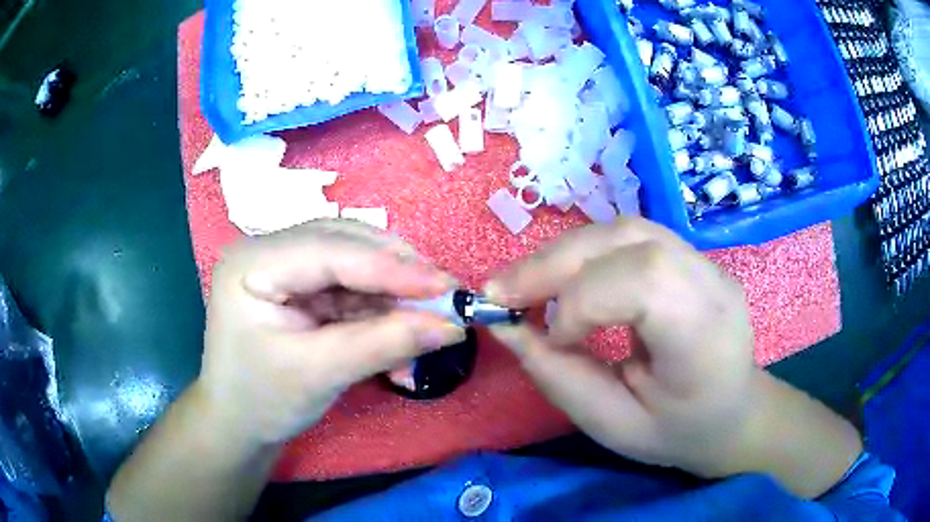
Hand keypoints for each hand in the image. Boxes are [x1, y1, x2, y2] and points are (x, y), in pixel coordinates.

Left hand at [198, 220, 465, 446]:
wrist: (239, 422)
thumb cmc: (263, 400)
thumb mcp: (320, 375)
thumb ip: (384, 345)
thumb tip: (451, 326)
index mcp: (253, 263)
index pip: (330, 250)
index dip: (391, 267)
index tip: (446, 287)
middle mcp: (269, 250)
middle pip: (346, 244)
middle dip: (397, 274)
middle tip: (444, 300)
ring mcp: (286, 265)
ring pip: (356, 263)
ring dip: (394, 296)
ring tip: (426, 327)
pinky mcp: (302, 285)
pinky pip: (353, 287)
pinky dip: (381, 311)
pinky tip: (400, 338)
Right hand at [486, 218, 818, 481]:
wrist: (733, 414)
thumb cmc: (678, 432)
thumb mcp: (615, 426)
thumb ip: (559, 378)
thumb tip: (505, 326)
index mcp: (706, 336)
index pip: (645, 280)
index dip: (583, 300)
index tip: (552, 339)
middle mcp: (711, 282)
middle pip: (627, 238)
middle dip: (554, 262)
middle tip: (500, 292)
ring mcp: (705, 261)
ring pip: (623, 228)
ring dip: (563, 252)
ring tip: (523, 284)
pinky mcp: (691, 255)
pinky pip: (629, 236)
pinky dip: (584, 252)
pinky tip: (563, 276)